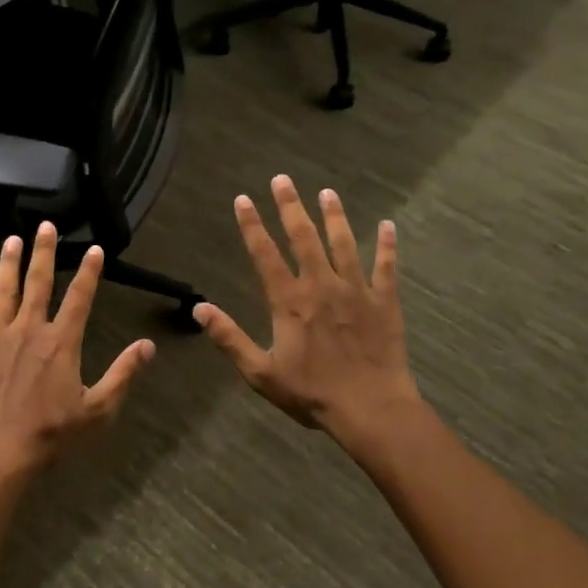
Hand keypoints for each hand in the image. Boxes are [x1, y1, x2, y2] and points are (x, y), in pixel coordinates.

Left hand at [0, 223, 155, 478]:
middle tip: (45, 226)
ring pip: (4, 292)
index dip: (89, 272)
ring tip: (11, 240)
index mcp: (61, 342)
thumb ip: (123, 374)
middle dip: (44, 252)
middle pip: (39, 283)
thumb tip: (148, 346)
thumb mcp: (97, 409)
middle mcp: (30, 330)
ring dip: (8, 264)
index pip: (80, 298)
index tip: (95, 248)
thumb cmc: (51, 432)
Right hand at [195, 177, 420, 447]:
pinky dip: (387, 245)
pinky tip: (388, 225)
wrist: (371, 408)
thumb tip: (199, 310)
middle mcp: (321, 285)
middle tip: (282, 179)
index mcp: (290, 301)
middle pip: (303, 237)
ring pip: (344, 243)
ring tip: (327, 193)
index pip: (265, 255)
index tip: (243, 199)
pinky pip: (386, 267)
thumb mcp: (260, 372)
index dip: (252, 225)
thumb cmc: (312, 393)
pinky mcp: (384, 302)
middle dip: (290, 207)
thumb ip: (230, 338)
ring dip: (334, 216)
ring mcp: (356, 290)